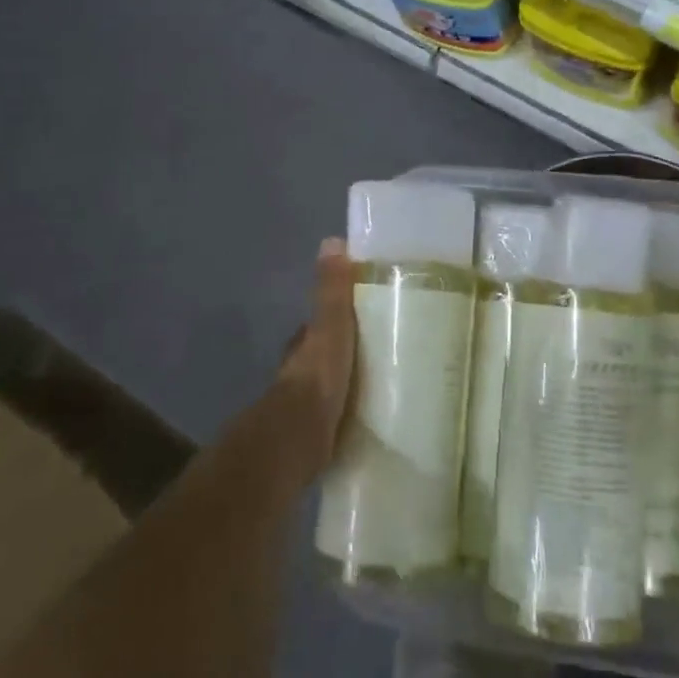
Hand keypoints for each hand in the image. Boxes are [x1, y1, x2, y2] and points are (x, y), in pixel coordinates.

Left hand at [275, 239, 357, 473]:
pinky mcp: (315, 436)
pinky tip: (370, 417)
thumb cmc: (318, 376)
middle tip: (377, 352)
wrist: (299, 437)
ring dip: (346, 385)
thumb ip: (332, 290)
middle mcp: (298, 373)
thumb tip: (332, 241)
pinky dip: (348, 414)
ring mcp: (304, 407)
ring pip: (328, 387)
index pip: (318, 325)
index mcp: (303, 345)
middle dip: (342, 354)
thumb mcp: (331, 326)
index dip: (335, 319)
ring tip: (380, 384)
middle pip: (322, 357)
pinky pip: (336, 418)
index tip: (362, 317)